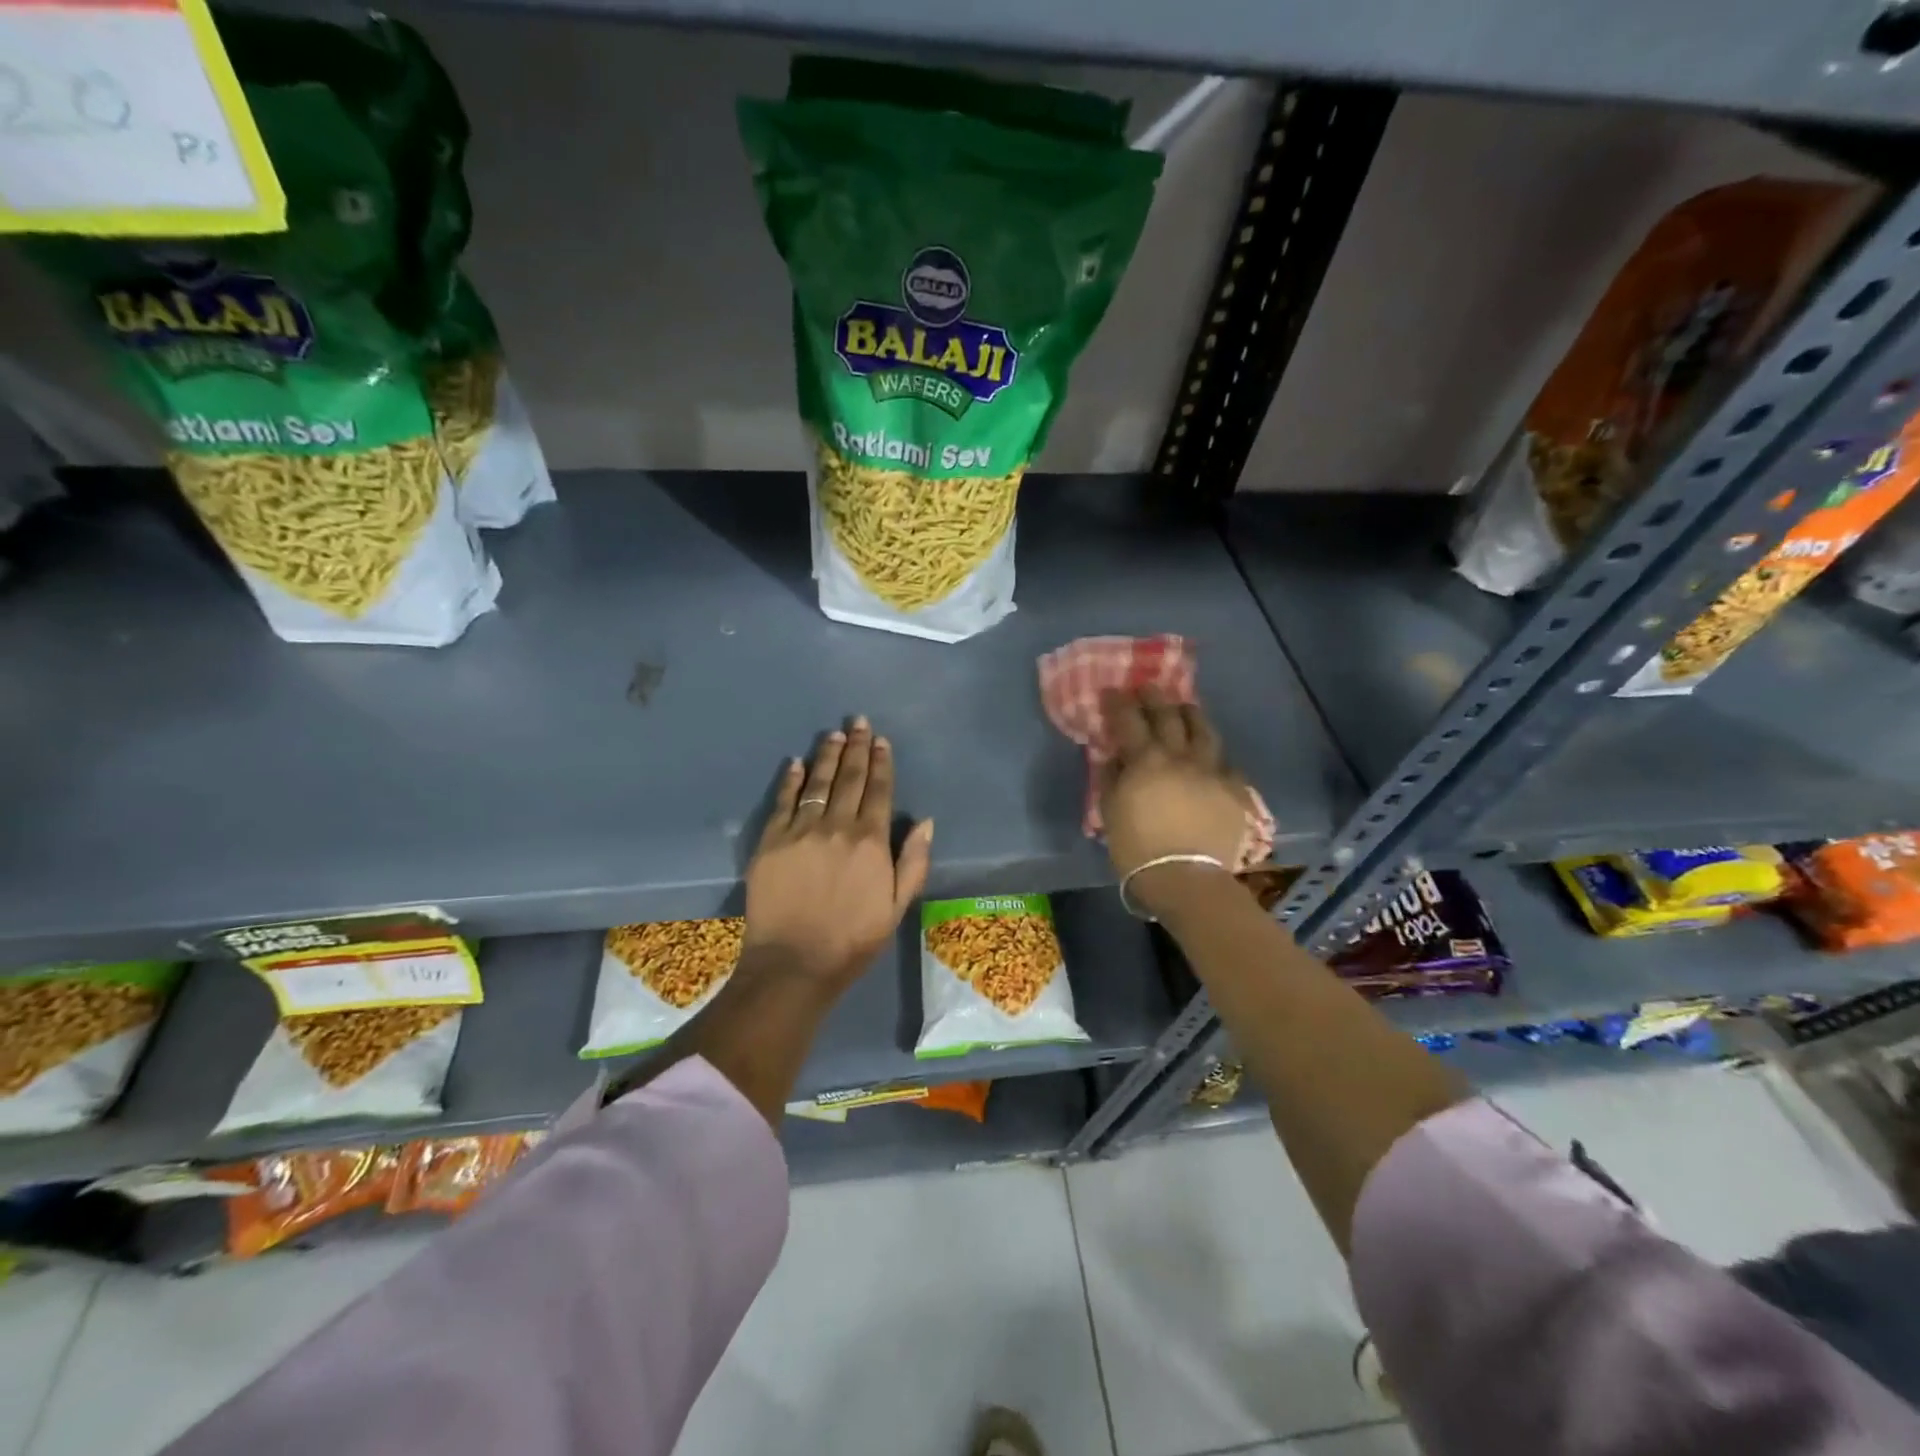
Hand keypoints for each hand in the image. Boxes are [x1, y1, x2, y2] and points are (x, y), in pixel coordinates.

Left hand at [744, 716, 933, 991]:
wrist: (794, 963)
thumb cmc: (852, 940)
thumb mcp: (897, 907)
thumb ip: (914, 862)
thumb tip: (926, 822)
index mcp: (871, 841)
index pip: (879, 791)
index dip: (881, 763)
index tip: (880, 740)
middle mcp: (837, 827)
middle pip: (849, 778)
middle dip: (855, 748)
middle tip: (857, 722)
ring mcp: (800, 831)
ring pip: (817, 783)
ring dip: (826, 756)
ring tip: (832, 734)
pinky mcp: (771, 841)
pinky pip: (782, 802)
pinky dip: (790, 780)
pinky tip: (795, 763)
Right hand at [1098, 686, 1249, 915]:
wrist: (1186, 878)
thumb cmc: (1137, 848)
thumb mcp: (1110, 812)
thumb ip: (1110, 778)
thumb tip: (1112, 756)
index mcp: (1146, 760)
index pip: (1129, 720)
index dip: (1119, 702)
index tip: (1112, 691)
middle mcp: (1181, 756)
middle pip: (1169, 716)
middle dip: (1155, 698)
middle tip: (1148, 687)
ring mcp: (1212, 771)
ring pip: (1205, 732)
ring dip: (1192, 715)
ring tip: (1186, 708)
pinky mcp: (1235, 791)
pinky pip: (1228, 765)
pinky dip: (1216, 758)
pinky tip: (1214, 760)